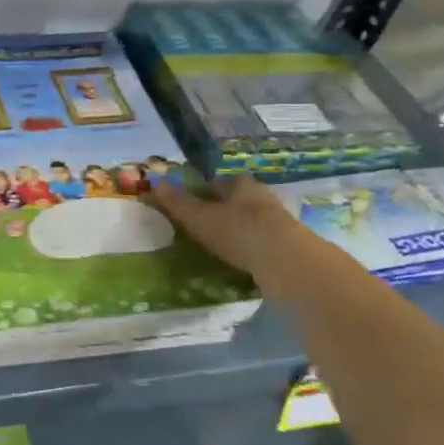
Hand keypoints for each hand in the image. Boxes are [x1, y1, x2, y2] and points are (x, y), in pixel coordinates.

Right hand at [148, 177, 301, 283]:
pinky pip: (262, 241)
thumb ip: (177, 202)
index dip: (200, 191)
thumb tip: (156, 183)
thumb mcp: (199, 217)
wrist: (286, 262)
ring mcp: (277, 220)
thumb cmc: (237, 231)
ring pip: (250, 220)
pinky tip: (240, 260)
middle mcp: (261, 196)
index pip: (215, 182)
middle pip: (235, 200)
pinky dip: (250, 247)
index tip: (188, 206)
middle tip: (201, 227)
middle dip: (220, 210)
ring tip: (218, 246)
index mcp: (239, 184)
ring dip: (236, 230)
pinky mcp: (288, 244)